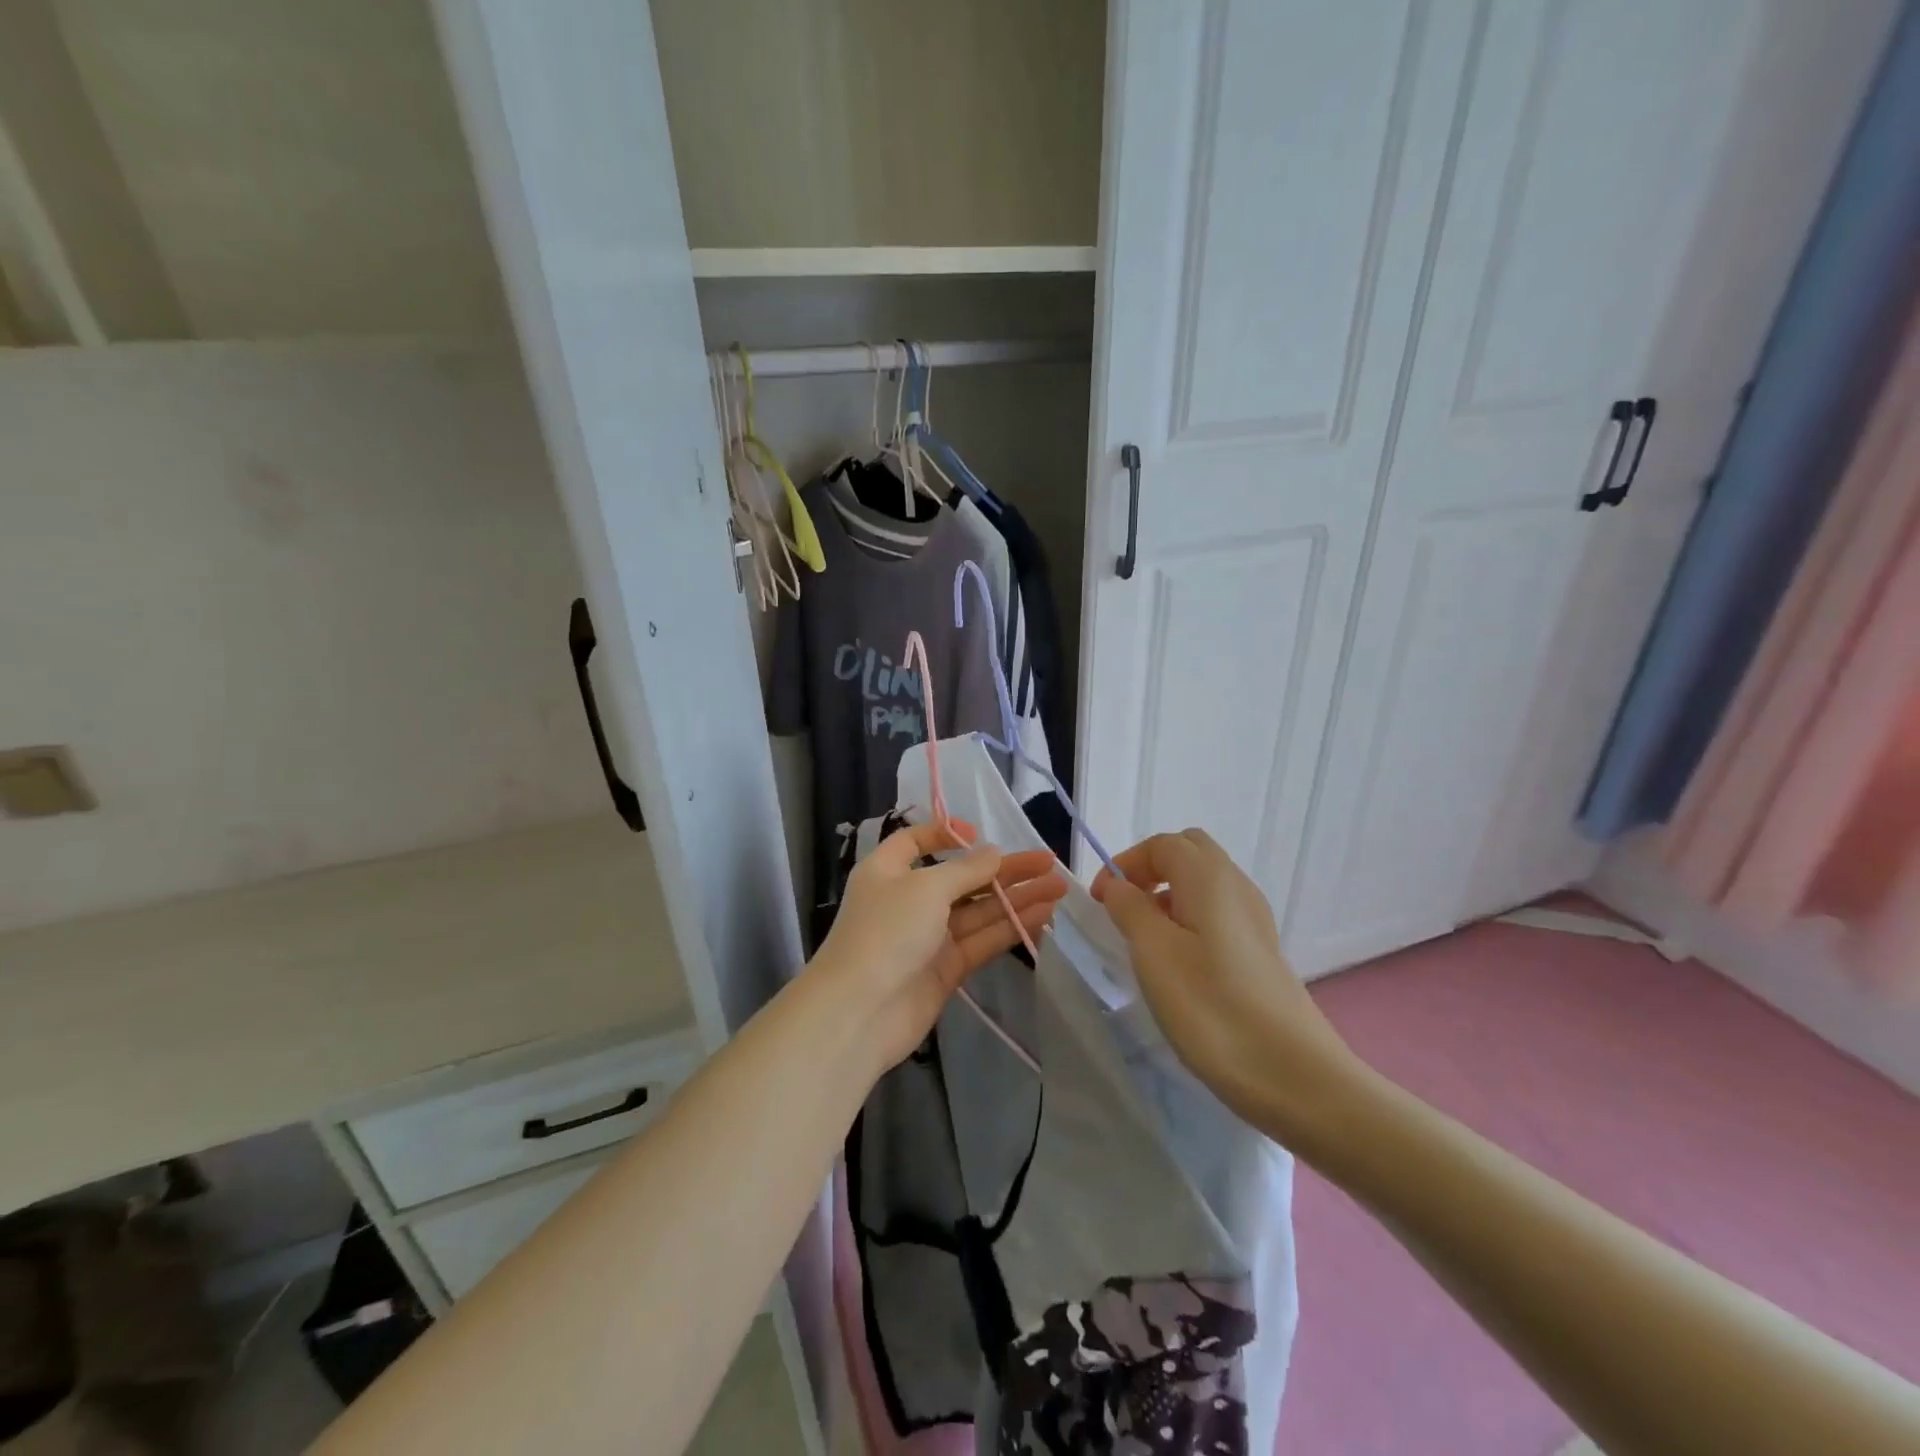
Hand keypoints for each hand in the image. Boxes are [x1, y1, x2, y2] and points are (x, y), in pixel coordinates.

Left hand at [815, 820, 1066, 1070]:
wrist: (859, 1012)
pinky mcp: (946, 968)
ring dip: (1016, 898)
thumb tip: (994, 853)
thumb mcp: (926, 888)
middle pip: (961, 877)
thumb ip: (966, 870)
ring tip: (1058, 886)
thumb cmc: (886, 932)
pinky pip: (982, 940)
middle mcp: (908, 899)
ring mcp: (928, 936)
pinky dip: (1010, 927)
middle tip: (1048, 861)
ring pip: (978, 910)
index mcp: (888, 870)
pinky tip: (1043, 916)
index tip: (979, 834)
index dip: (945, 834)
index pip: (915, 842)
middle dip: (1003, 870)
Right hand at [1092, 829, 1358, 1136]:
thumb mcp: (1154, 953)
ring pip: (1204, 884)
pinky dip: (1189, 919)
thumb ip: (1130, 908)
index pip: (1162, 844)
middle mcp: (1237, 887)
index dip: (1125, 863)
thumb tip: (1119, 886)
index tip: (1100, 902)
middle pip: (1188, 853)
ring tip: (1144, 940)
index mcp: (1210, 878)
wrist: (1295, 1077)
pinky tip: (1178, 963)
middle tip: (1123, 909)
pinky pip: (1217, 913)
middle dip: (1149, 870)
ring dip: (1168, 895)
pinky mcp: (1260, 952)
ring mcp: (1254, 920)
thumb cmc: (1213, 1008)